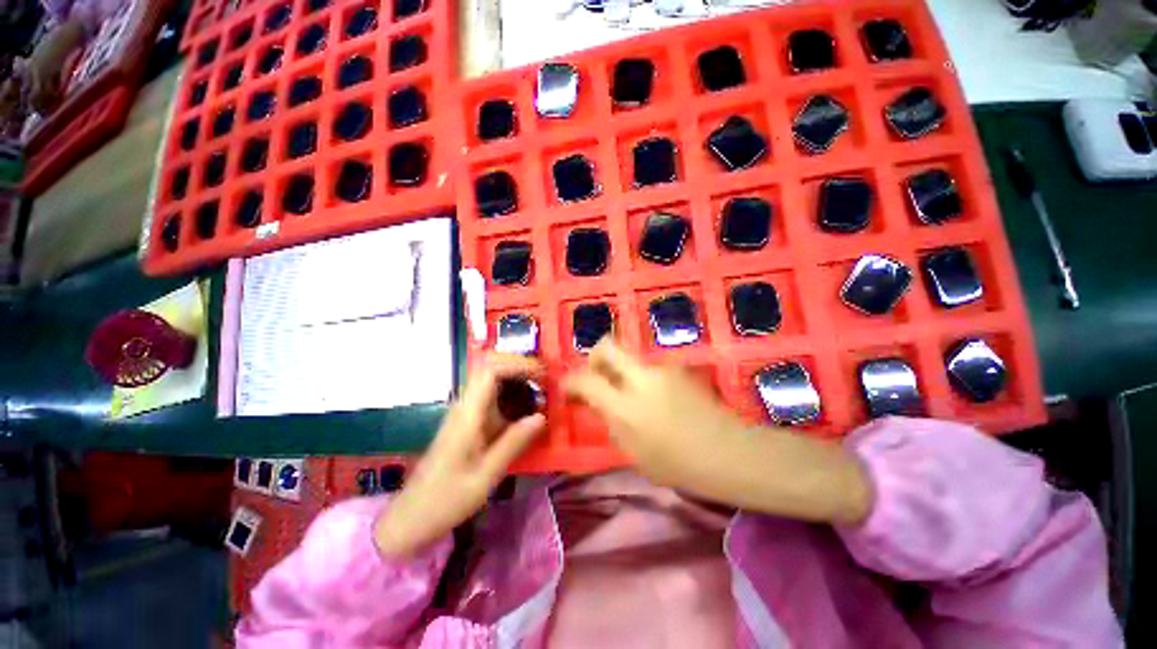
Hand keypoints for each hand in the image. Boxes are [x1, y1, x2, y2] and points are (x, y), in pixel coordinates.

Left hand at [375, 354, 545, 556]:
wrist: (411, 517)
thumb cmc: (447, 499)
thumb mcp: (486, 475)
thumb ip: (513, 443)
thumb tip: (541, 416)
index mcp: (467, 415)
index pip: (490, 372)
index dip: (517, 365)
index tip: (541, 373)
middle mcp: (464, 408)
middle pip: (491, 372)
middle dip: (519, 369)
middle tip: (545, 381)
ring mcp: (464, 415)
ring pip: (491, 385)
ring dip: (516, 382)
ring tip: (541, 393)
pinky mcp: (466, 424)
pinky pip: (491, 401)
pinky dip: (511, 398)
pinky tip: (525, 413)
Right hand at [563, 339, 747, 491]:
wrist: (728, 452)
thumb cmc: (679, 465)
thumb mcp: (634, 452)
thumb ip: (611, 422)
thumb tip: (597, 403)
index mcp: (626, 407)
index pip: (586, 381)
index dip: (571, 382)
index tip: (568, 389)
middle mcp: (641, 378)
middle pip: (607, 346)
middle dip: (594, 356)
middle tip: (595, 374)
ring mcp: (662, 369)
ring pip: (630, 357)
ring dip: (622, 370)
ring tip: (631, 395)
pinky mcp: (678, 368)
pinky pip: (649, 367)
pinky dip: (642, 377)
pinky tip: (654, 397)